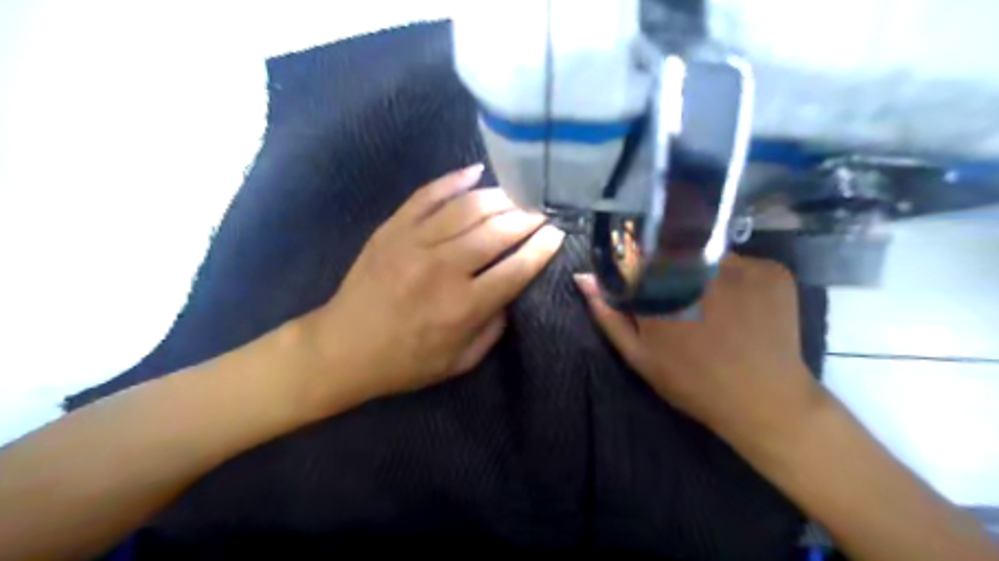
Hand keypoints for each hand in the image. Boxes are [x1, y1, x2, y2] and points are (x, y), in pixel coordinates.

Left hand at [301, 164, 564, 407]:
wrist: (343, 348)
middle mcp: (443, 268)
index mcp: (463, 306)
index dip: (542, 248)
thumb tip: (511, 292)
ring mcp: (414, 243)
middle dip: (527, 217)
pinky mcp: (392, 229)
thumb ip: (493, 327)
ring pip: (467, 208)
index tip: (557, 233)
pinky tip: (476, 171)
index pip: (516, 268)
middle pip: (497, 231)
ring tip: (518, 195)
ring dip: (500, 198)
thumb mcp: (460, 361)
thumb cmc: (406, 362)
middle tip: (542, 210)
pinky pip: (427, 195)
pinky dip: (453, 180)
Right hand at [573, 254, 822, 445]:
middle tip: (682, 302)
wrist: (764, 402)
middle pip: (674, 251)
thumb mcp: (639, 355)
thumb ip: (608, 315)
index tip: (644, 287)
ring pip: (708, 254)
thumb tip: (583, 277)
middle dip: (671, 271)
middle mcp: (699, 268)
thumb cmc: (692, 382)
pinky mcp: (772, 271)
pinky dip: (735, 278)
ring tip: (712, 304)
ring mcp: (742, 266)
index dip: (637, 271)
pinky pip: (742, 263)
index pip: (637, 257)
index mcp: (662, 288)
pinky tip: (739, 305)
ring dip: (702, 272)